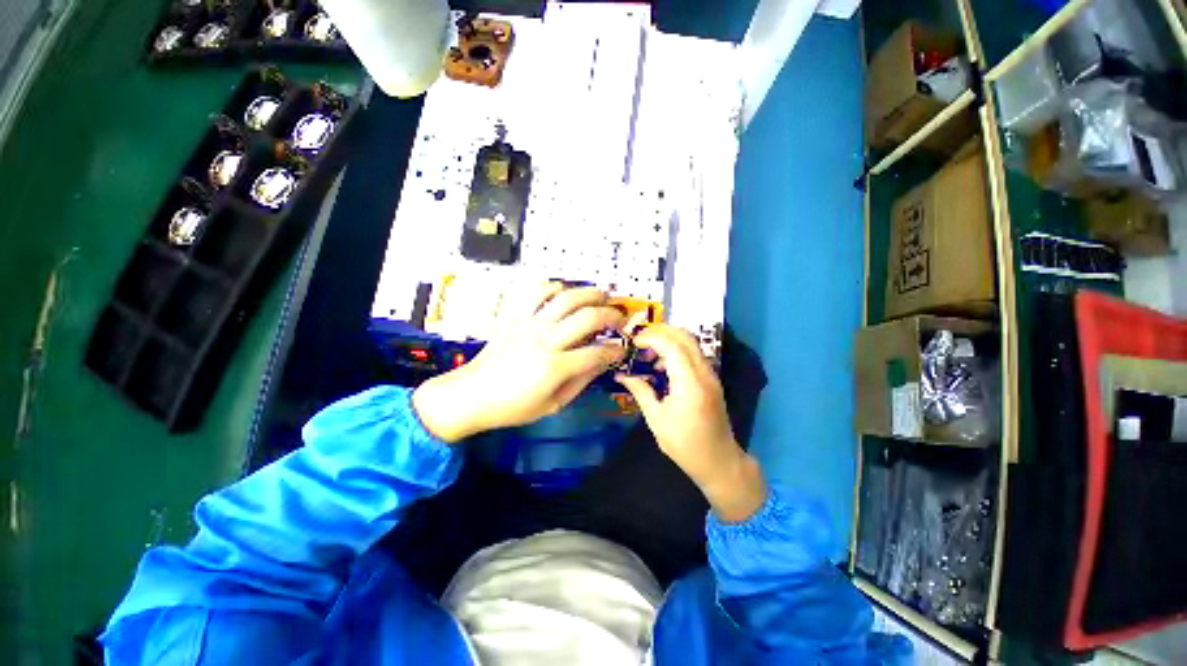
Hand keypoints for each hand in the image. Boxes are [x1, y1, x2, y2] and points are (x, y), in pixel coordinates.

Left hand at [412, 284, 626, 442]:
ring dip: (589, 294)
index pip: (597, 353)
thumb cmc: (512, 406)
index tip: (621, 349)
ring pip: (566, 299)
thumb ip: (580, 381)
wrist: (472, 395)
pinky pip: (535, 292)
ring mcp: (529, 324)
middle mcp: (545, 340)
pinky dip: (553, 287)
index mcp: (555, 367)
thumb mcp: (552, 404)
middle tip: (619, 318)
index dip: (615, 350)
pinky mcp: (515, 317)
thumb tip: (602, 364)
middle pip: (587, 318)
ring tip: (602, 295)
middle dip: (611, 316)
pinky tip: (564, 291)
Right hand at [616, 325, 765, 521]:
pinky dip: (676, 351)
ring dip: (668, 340)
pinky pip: (693, 354)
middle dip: (660, 331)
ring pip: (691, 343)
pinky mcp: (711, 379)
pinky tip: (662, 366)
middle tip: (639, 340)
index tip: (633, 342)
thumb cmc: (685, 445)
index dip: (651, 338)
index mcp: (690, 384)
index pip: (672, 346)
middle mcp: (704, 373)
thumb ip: (641, 391)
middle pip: (685, 337)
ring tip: (647, 354)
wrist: (719, 461)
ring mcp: (711, 375)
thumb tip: (621, 376)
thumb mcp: (657, 419)